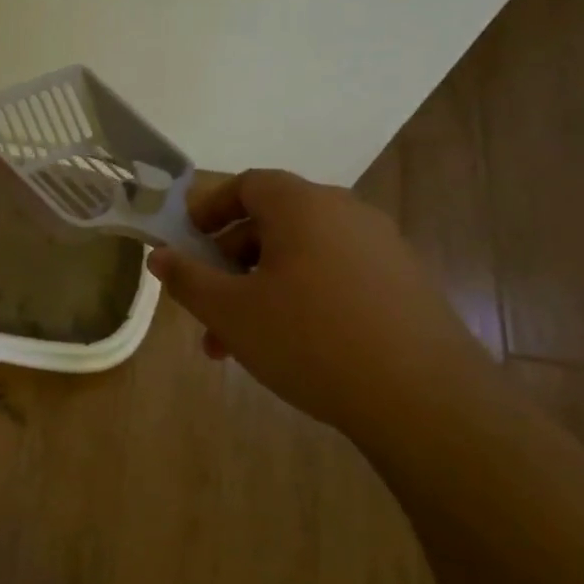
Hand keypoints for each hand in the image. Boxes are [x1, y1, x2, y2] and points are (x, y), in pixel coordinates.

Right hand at [149, 169, 502, 442]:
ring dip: (261, 289)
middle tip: (207, 305)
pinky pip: (336, 277)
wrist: (423, 399)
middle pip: (273, 223)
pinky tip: (290, 347)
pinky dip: (301, 298)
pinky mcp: (404, 285)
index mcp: (303, 206)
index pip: (248, 184)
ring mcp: (382, 249)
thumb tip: (159, 254)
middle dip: (229, 264)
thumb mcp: (230, 312)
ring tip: (238, 343)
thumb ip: (187, 278)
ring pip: (301, 257)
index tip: (187, 241)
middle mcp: (346, 214)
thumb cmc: (309, 339)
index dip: (210, 209)